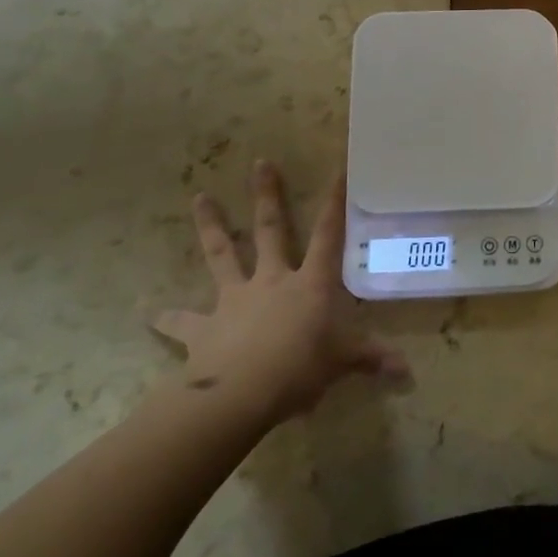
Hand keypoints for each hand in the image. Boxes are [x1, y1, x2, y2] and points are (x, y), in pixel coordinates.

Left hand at [153, 160, 408, 429]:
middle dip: (267, 196)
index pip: (327, 235)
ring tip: (198, 199)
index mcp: (309, 283)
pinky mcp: (203, 327)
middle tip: (259, 163)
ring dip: (211, 227)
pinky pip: (183, 321)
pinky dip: (167, 318)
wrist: (239, 393)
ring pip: (222, 255)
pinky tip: (150, 313)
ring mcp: (234, 299)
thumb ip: (371, 360)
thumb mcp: (342, 363)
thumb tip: (407, 373)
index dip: (334, 203)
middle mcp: (271, 280)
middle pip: (270, 229)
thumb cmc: (300, 368)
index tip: (338, 170)